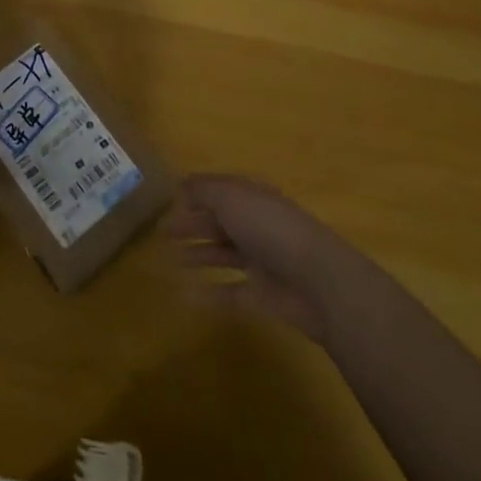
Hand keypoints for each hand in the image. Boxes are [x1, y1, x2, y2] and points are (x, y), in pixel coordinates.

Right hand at [168, 175, 359, 342]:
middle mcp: (256, 225)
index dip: (197, 192)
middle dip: (192, 223)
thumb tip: (180, 184)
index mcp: (252, 197)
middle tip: (162, 231)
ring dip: (198, 254)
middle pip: (219, 221)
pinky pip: (229, 292)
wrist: (317, 281)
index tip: (170, 198)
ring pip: (223, 254)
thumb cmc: (270, 229)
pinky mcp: (262, 295)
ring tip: (168, 258)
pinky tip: (184, 294)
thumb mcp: (232, 197)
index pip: (220, 190)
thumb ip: (204, 191)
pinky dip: (208, 293)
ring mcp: (261, 261)